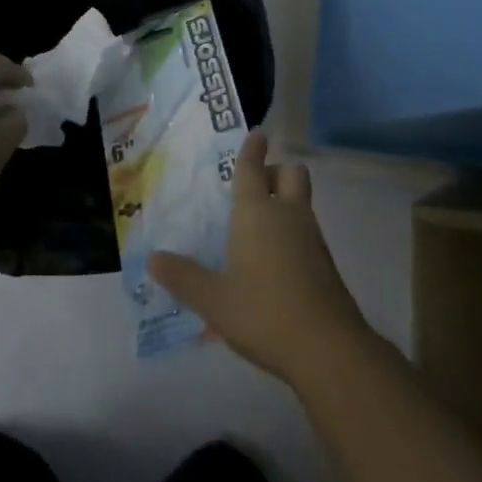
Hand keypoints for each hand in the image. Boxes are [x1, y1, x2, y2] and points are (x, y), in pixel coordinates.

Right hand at [148, 132, 375, 386]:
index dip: (253, 150)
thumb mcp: (213, 300)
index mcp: (257, 213)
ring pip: (302, 201)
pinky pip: (308, 229)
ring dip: (286, 201)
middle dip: (277, 171)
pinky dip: (294, 230)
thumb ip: (183, 277)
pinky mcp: (326, 262)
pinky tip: (276, 258)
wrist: (328, 347)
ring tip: (260, 225)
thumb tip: (152, 259)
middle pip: (292, 174)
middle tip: (257, 185)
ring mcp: (313, 237)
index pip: (253, 169)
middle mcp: (288, 215)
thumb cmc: (263, 312)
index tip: (257, 135)